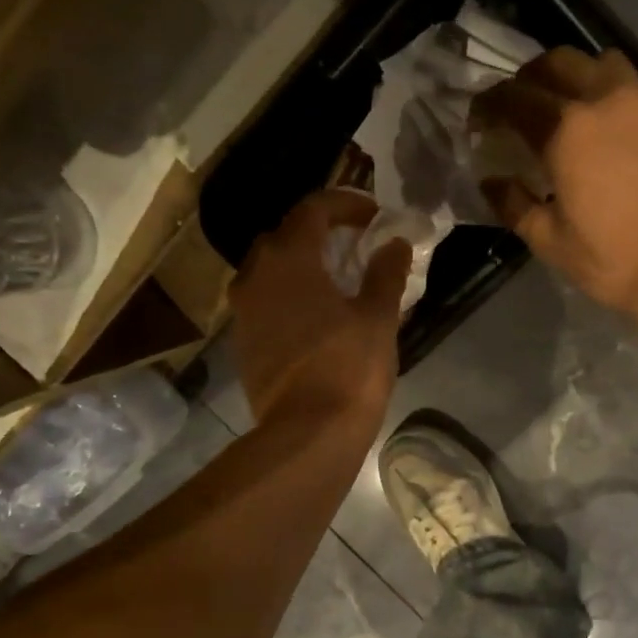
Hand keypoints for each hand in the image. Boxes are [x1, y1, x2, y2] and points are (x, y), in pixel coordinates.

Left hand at [229, 189, 410, 430]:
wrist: (307, 433)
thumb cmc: (348, 368)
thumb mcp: (378, 317)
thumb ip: (386, 273)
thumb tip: (394, 244)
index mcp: (289, 259)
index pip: (313, 209)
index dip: (346, 204)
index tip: (374, 215)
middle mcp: (255, 276)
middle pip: (285, 236)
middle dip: (319, 233)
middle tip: (353, 245)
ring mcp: (243, 311)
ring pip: (269, 270)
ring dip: (300, 266)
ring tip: (333, 281)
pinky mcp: (243, 342)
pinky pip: (264, 302)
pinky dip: (288, 296)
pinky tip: (314, 316)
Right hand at [472, 48, 637, 326]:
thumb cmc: (615, 259)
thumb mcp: (551, 241)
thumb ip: (514, 205)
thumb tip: (493, 182)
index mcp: (566, 130)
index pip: (515, 99)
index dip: (489, 105)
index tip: (477, 121)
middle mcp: (603, 101)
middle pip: (556, 63)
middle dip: (526, 79)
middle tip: (514, 107)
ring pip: (597, 63)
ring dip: (570, 75)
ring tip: (560, 106)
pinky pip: (628, 85)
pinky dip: (603, 93)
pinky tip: (600, 129)